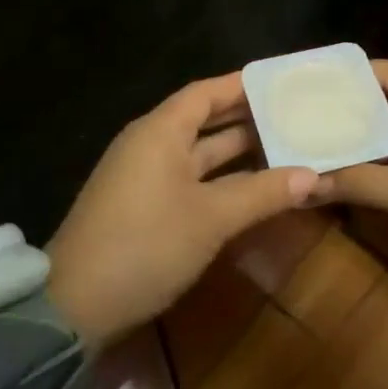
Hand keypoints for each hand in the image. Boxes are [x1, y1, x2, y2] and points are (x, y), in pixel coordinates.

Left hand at [45, 72, 329, 349]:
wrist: (75, 305)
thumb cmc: (146, 245)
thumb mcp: (211, 219)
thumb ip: (262, 193)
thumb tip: (312, 175)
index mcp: (160, 131)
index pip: (206, 92)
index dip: (243, 85)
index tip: (282, 83)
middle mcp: (150, 145)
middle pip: (204, 120)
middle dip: (248, 120)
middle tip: (295, 116)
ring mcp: (144, 177)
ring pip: (199, 154)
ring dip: (238, 154)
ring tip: (286, 147)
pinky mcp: (143, 206)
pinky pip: (190, 179)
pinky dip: (222, 180)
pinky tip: (253, 188)